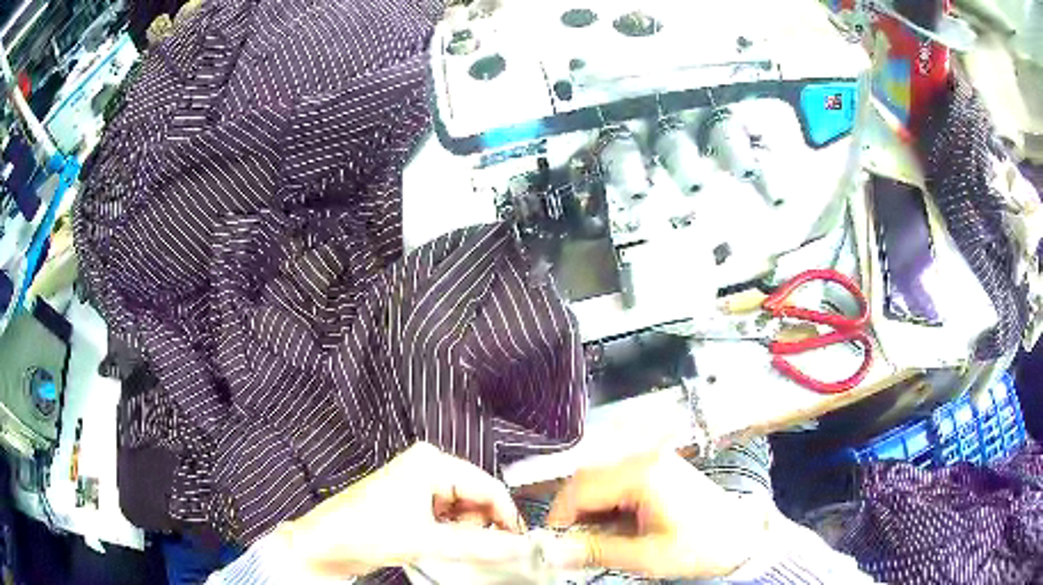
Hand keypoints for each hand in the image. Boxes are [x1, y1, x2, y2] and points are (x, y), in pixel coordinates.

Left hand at [272, 442, 530, 577]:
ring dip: (467, 533)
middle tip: (481, 551)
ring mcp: (420, 487)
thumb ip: (477, 545)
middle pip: (478, 499)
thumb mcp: (424, 539)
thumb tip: (518, 547)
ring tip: (451, 549)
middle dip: (483, 526)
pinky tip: (441, 547)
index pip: (487, 486)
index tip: (521, 543)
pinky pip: (449, 520)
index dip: (507, 516)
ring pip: (465, 512)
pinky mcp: (413, 505)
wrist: (325, 545)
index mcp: (431, 463)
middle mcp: (428, 469)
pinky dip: (453, 536)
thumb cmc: (363, 530)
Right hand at [543, 451, 773, 578]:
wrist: (739, 536)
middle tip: (571, 544)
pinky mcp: (655, 467)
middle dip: (571, 512)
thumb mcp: (646, 557)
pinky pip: (615, 479)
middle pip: (585, 478)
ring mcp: (650, 459)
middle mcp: (643, 457)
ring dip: (587, 508)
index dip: (559, 517)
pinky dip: (604, 503)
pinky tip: (612, 524)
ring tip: (593, 538)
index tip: (552, 544)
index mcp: (642, 475)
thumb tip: (551, 552)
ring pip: (597, 478)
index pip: (580, 489)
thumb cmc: (698, 547)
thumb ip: (595, 552)